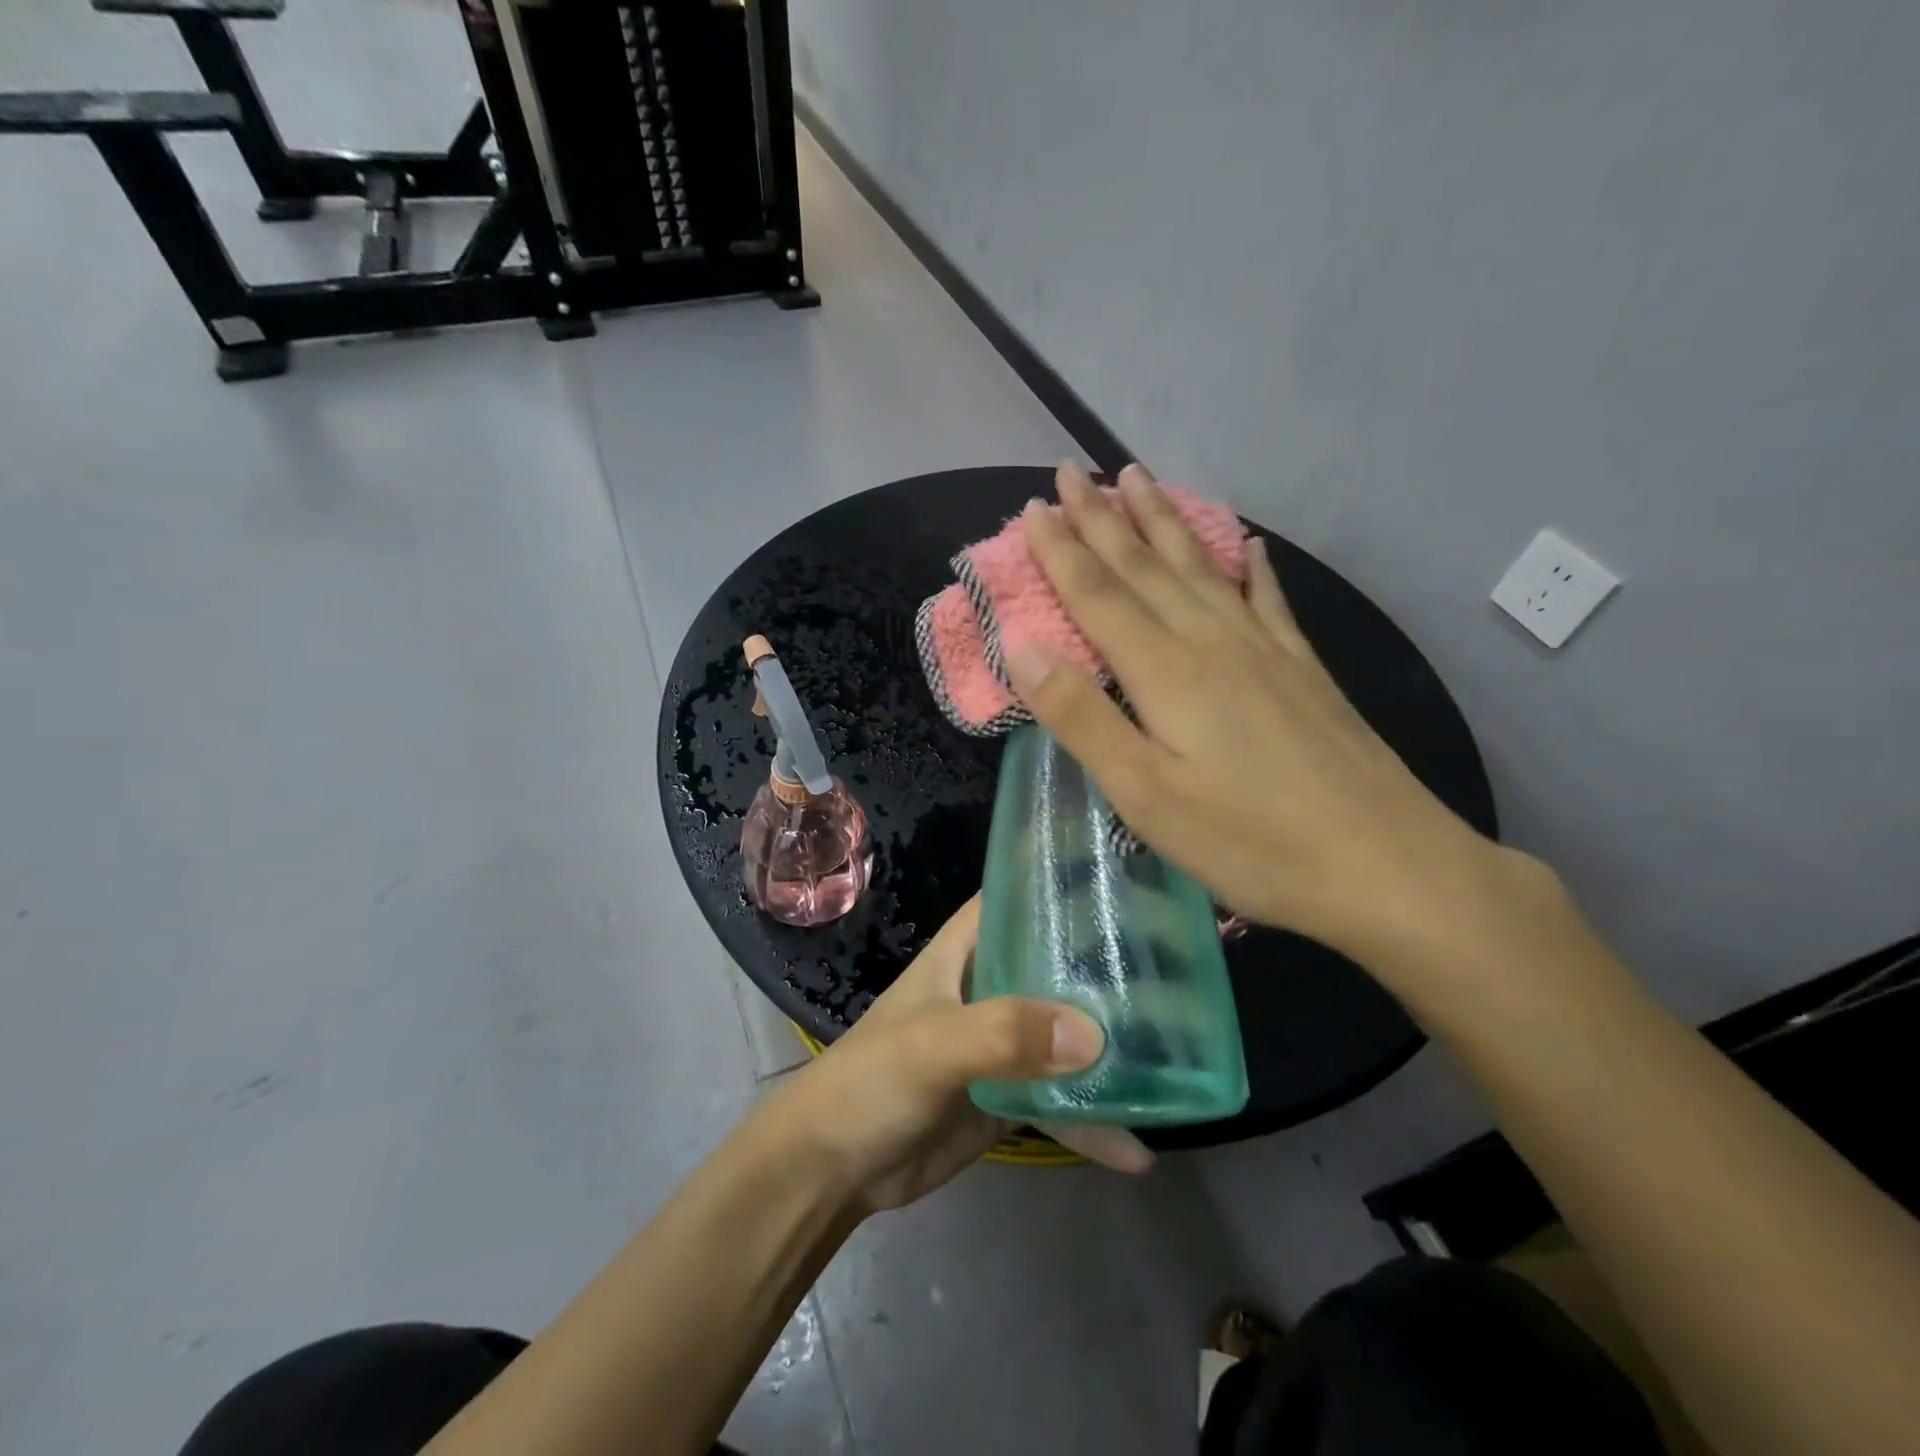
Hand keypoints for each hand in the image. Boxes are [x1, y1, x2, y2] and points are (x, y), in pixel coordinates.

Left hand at [757, 897, 1153, 1214]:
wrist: (835, 1168)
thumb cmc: (872, 1080)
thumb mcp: (932, 1045)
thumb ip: (1004, 1033)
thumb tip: (1094, 1034)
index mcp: (966, 950)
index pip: (1018, 895)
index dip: (1064, 878)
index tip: (1127, 872)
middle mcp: (990, 985)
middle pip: (1057, 961)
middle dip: (1109, 962)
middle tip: (1183, 961)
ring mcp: (1003, 1042)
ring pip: (1068, 1029)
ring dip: (1112, 1042)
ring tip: (1183, 1050)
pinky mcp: (1010, 1094)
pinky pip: (1061, 1098)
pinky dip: (1093, 1120)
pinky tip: (1139, 1148)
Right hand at [1009, 461, 1534, 978]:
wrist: (1384, 863)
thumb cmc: (1250, 840)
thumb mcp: (1146, 794)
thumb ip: (1083, 717)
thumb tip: (1022, 647)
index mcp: (1167, 671)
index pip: (1100, 595)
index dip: (1062, 551)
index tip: (1035, 506)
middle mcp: (1213, 642)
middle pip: (1146, 567)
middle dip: (1104, 518)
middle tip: (1074, 471)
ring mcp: (1266, 651)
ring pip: (1201, 569)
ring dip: (1164, 522)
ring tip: (1140, 478)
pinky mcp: (1304, 670)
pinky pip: (1268, 600)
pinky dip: (1250, 568)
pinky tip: (1249, 546)